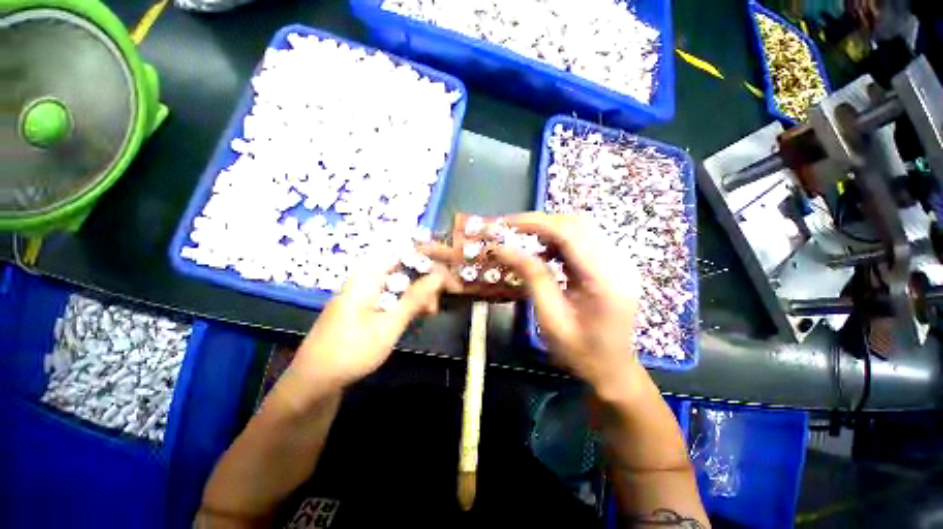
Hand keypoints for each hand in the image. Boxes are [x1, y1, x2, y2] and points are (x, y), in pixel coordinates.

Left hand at [286, 257, 458, 399]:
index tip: (451, 266)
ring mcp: (366, 291)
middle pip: (406, 265)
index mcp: (368, 275)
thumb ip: (414, 299)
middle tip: (445, 296)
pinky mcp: (367, 304)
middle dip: (429, 277)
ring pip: (402, 280)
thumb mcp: (388, 326)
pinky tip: (419, 313)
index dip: (431, 255)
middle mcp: (367, 277)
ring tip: (431, 311)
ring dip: (420, 292)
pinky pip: (394, 293)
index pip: (406, 251)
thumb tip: (439, 276)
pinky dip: (409, 301)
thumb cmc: (350, 352)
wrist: (313, 381)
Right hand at [492, 213, 642, 394]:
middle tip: (511, 232)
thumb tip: (503, 249)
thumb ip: (531, 277)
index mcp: (605, 280)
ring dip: (549, 230)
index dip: (536, 223)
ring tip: (524, 242)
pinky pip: (583, 240)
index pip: (570, 233)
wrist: (613, 369)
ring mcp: (618, 262)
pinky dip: (559, 240)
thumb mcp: (550, 317)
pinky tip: (544, 253)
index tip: (507, 225)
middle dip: (540, 223)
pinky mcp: (612, 264)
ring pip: (580, 228)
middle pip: (577, 224)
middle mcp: (618, 263)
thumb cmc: (580, 352)